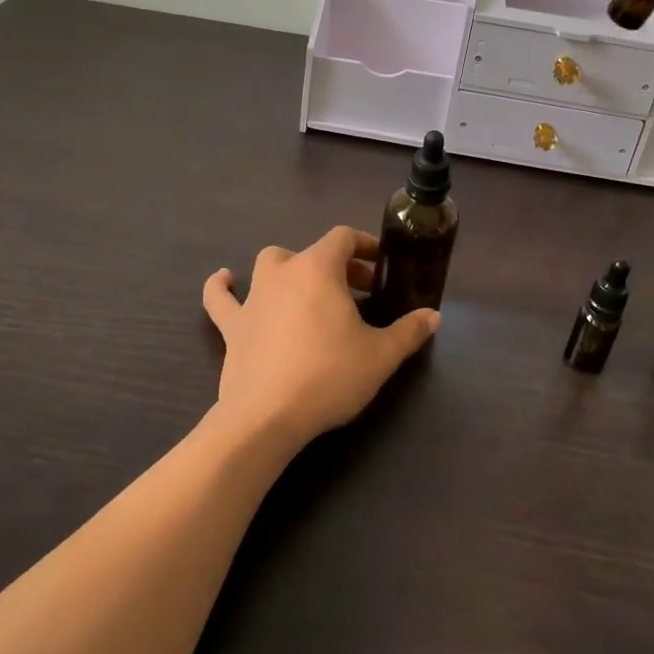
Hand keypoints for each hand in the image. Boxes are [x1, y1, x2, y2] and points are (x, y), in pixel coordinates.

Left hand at [202, 226, 438, 447]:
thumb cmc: (329, 376)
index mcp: (319, 269)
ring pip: (270, 265)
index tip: (381, 264)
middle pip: (312, 252)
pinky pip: (221, 298)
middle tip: (360, 291)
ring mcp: (253, 298)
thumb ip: (409, 332)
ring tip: (307, 287)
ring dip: (291, 270)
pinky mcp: (232, 326)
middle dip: (338, 266)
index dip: (365, 244)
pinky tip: (225, 280)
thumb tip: (433, 316)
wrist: (267, 416)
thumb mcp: (381, 356)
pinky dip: (223, 287)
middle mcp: (283, 273)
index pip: (343, 237)